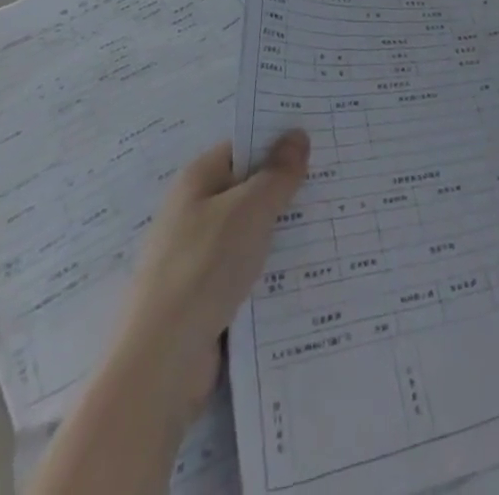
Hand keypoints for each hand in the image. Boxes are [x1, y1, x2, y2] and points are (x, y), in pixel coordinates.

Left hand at [110, 131, 309, 419]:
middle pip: (249, 189)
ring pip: (251, 232)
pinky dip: (272, 268)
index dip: (279, 141)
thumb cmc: (203, 267)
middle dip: (287, 187)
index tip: (320, 141)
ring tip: (334, 221)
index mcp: (197, 180)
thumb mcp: (249, 209)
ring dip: (284, 231)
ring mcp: (199, 257)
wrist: (160, 364)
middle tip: (338, 180)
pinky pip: (247, 270)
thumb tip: (297, 133)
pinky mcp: (206, 297)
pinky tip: (308, 269)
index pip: (244, 146)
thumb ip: (277, 172)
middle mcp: (194, 212)